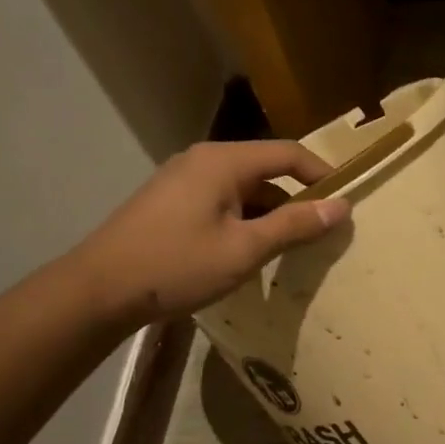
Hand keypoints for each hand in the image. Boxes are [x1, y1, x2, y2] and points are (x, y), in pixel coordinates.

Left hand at [76, 141, 348, 326]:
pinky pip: (221, 200)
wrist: (99, 290)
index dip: (322, 175)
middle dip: (297, 198)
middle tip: (321, 231)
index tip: (345, 203)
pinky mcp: (169, 201)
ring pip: (242, 188)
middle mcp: (203, 159)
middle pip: (265, 169)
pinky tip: (247, 251)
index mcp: (224, 161)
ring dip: (269, 212)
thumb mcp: (245, 249)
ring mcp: (182, 179)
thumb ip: (295, 225)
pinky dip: (243, 219)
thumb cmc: (177, 265)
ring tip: (289, 247)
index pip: (288, 153)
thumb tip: (342, 206)